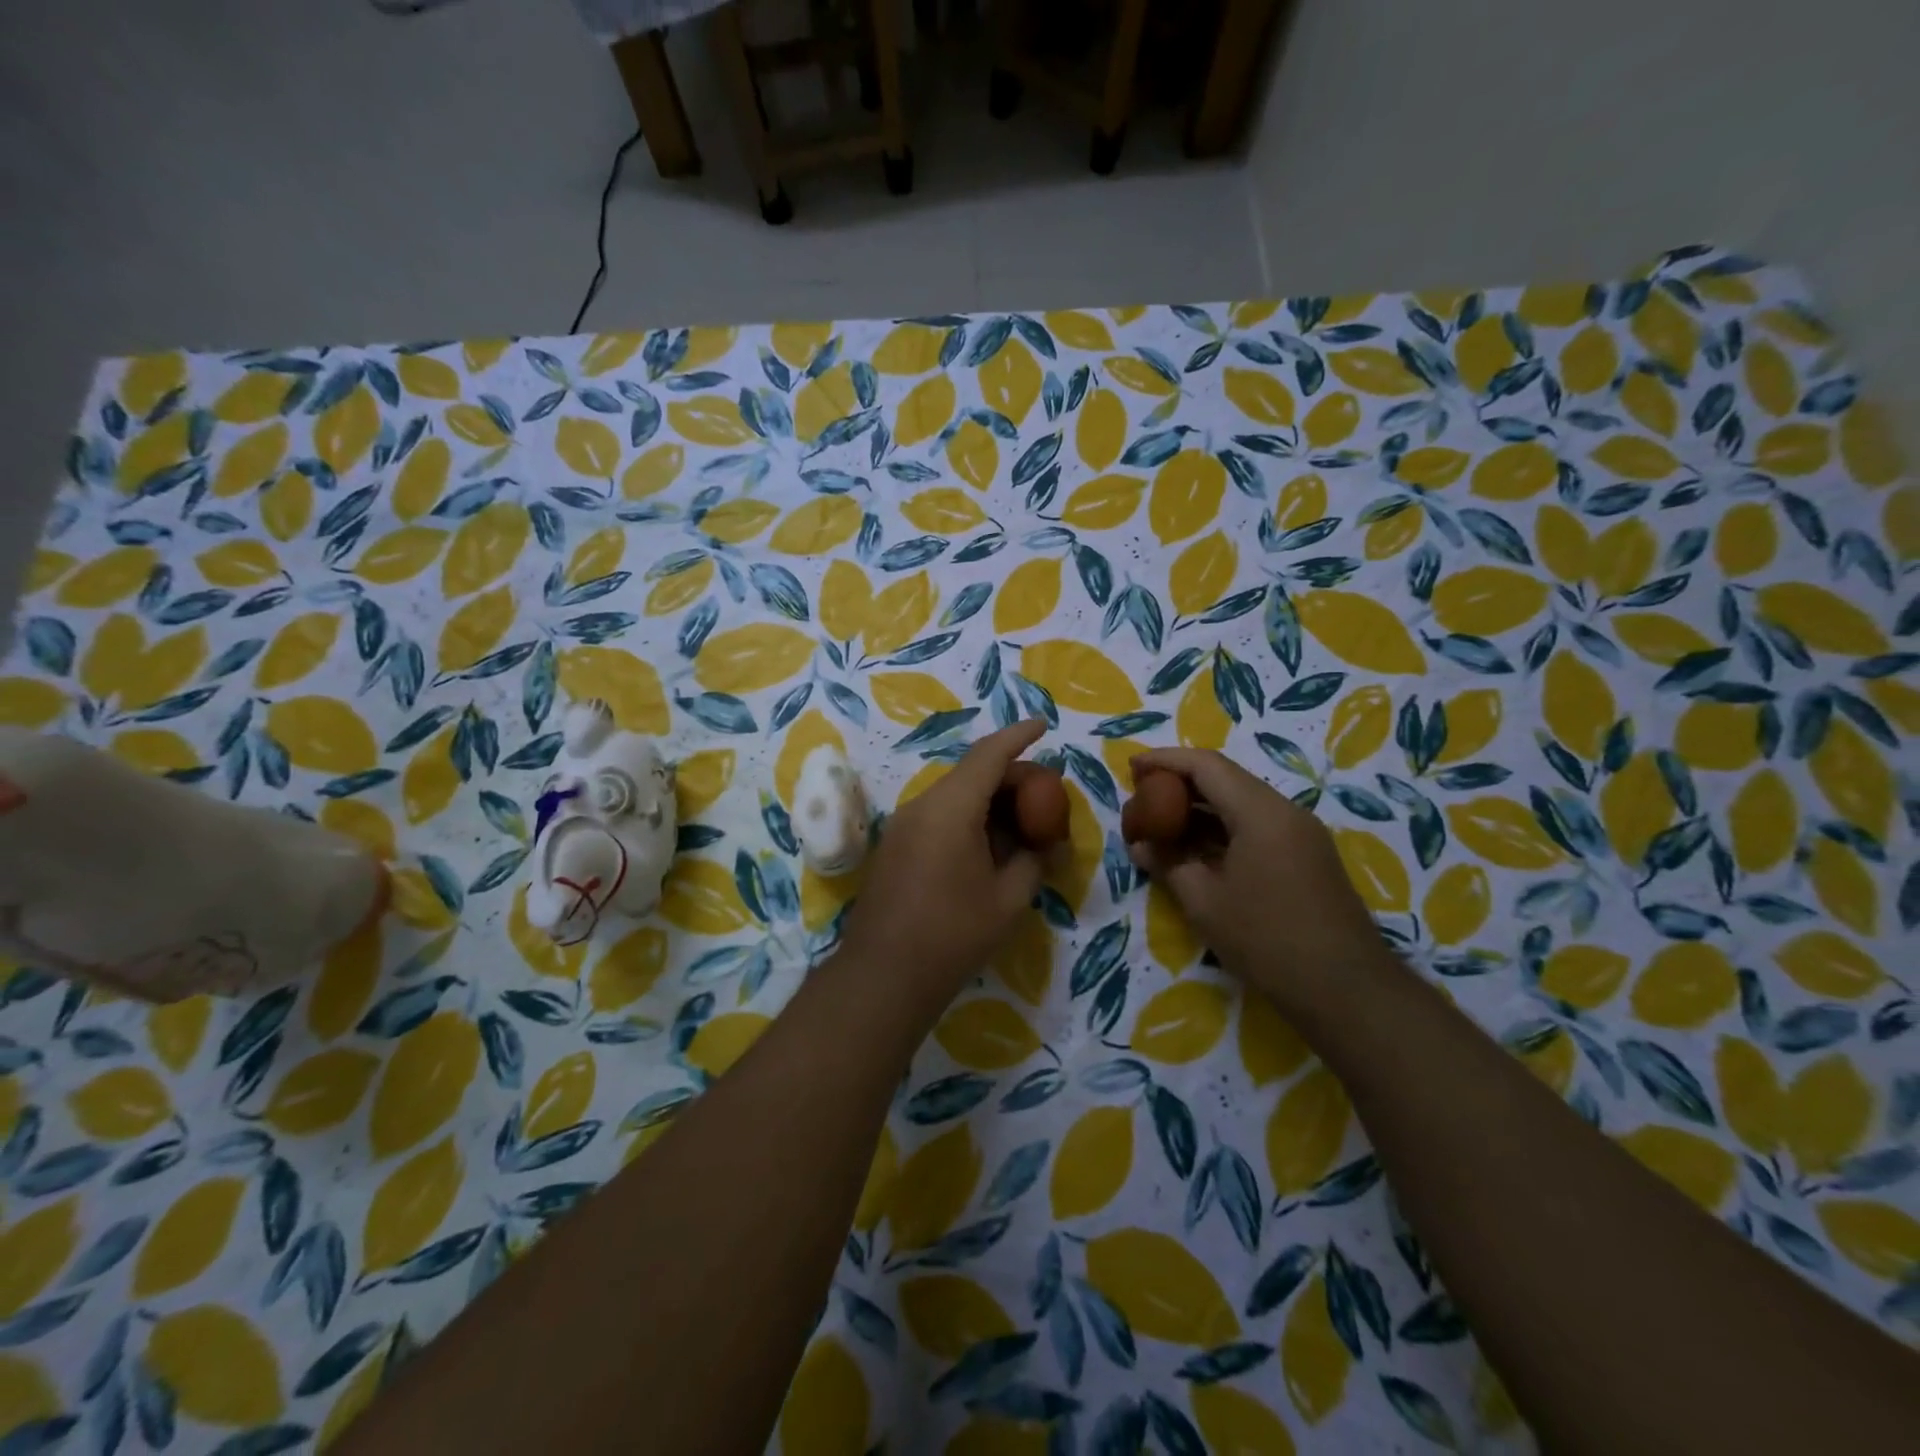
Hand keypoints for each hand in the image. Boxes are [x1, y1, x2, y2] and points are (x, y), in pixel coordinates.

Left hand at [837, 720, 1050, 1019]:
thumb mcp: (1009, 900)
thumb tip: (1048, 845)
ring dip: (989, 801)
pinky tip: (988, 847)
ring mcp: (903, 826)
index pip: (988, 755)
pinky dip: (968, 819)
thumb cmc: (953, 935)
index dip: (1018, 736)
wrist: (882, 976)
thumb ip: (1033, 861)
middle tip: (1045, 797)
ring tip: (1022, 825)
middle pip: (971, 774)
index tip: (1043, 725)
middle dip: (1011, 778)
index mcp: (950, 808)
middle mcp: (922, 806)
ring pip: (954, 796)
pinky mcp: (895, 847)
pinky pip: (938, 817)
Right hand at [1126, 748, 1382, 1017]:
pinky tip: (1197, 848)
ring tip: (1162, 823)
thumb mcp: (1204, 902)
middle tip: (1142, 796)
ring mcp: (1301, 834)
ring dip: (1201, 808)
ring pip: (1242, 803)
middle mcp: (1285, 811)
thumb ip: (1168, 864)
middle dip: (1180, 782)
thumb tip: (1141, 845)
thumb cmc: (1267, 940)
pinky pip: (1257, 825)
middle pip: (1226, 779)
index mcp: (1260, 812)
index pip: (1206, 766)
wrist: (1346, 990)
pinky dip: (1222, 828)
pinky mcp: (1307, 856)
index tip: (1132, 767)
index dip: (1165, 761)